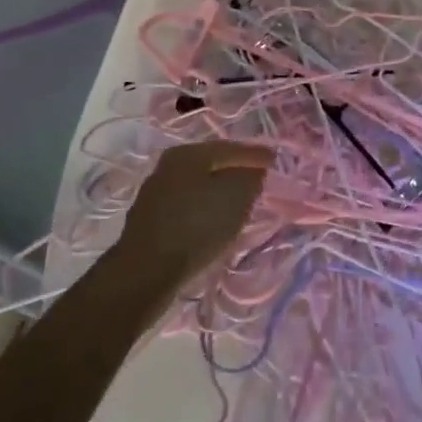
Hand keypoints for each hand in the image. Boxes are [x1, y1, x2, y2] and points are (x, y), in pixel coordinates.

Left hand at [111, 140, 272, 294]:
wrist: (146, 273)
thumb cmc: (197, 226)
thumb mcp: (237, 197)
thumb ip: (250, 178)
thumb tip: (253, 170)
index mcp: (188, 153)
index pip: (231, 148)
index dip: (256, 155)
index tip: (276, 160)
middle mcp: (168, 166)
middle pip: (212, 164)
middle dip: (237, 171)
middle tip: (259, 178)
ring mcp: (155, 194)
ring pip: (199, 186)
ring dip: (220, 192)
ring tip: (241, 202)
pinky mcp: (150, 221)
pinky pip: (188, 206)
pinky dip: (205, 209)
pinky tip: (215, 221)